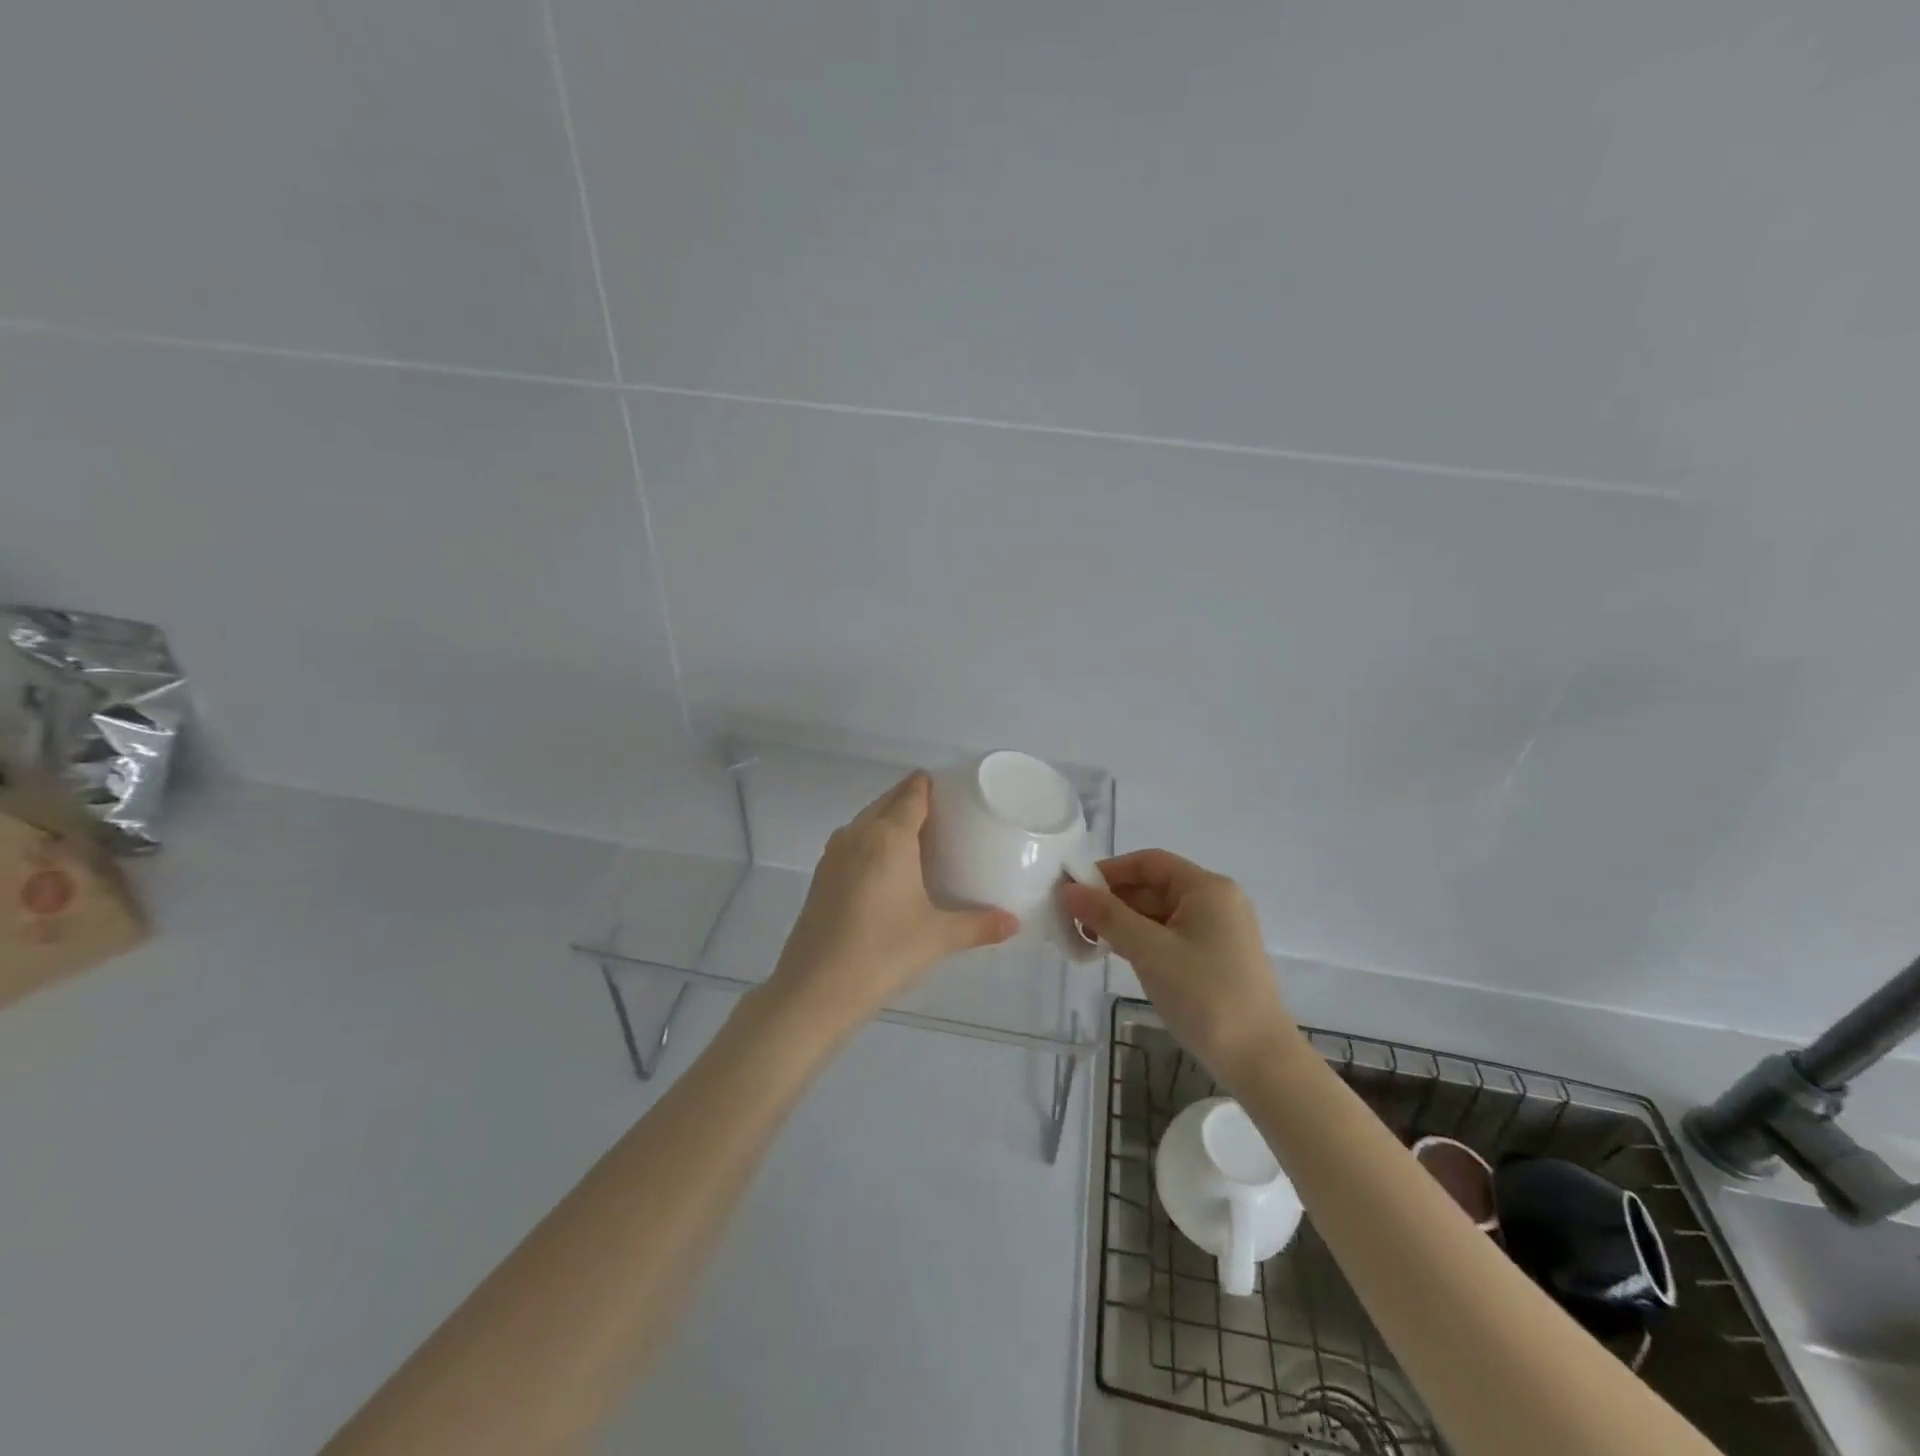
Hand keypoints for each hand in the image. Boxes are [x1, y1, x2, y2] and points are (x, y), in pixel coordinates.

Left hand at [767, 773, 1018, 1029]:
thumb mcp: (937, 938)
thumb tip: (1013, 923)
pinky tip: (886, 867)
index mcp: (888, 836)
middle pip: (887, 802)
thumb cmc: (883, 952)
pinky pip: (852, 842)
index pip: (912, 795)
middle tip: (943, 812)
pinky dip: (871, 841)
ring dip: (888, 819)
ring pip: (866, 821)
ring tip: (918, 836)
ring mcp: (834, 854)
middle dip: (911, 799)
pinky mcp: (821, 876)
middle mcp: (858, 834)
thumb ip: (978, 925)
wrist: (815, 989)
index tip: (951, 786)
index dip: (929, 785)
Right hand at [1061, 850, 1298, 1083]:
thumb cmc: (1205, 995)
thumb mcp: (1149, 951)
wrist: (1260, 1061)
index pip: (1149, 862)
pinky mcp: (1217, 958)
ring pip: (1161, 912)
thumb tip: (1068, 890)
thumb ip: (1107, 916)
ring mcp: (1220, 931)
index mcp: (1207, 888)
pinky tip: (1119, 955)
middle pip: (1154, 886)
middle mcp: (1217, 901)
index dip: (1109, 871)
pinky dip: (1143, 939)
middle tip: (1075, 921)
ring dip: (1125, 922)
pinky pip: (1172, 935)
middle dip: (1113, 899)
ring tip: (1090, 941)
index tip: (1075, 890)